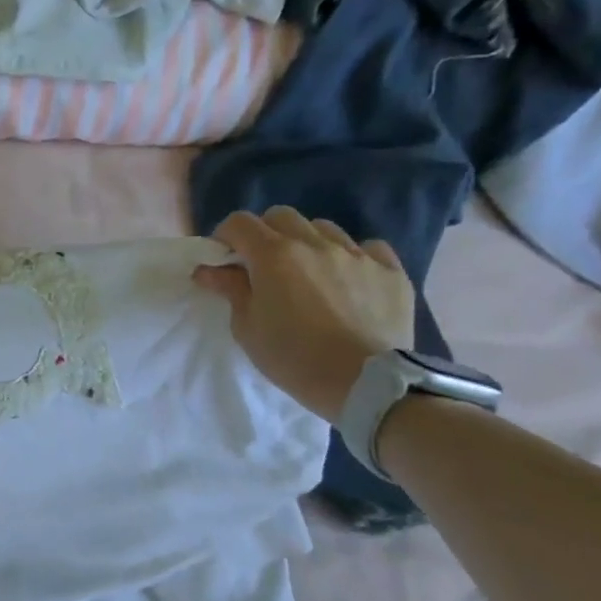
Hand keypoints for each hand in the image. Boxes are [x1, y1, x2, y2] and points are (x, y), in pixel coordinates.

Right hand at [192, 207, 414, 422]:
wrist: (366, 384)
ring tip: (308, 272)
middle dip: (265, 233)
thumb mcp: (247, 328)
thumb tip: (209, 270)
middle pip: (281, 217)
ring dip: (307, 242)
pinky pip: (368, 248)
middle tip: (263, 264)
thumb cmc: (293, 357)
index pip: (239, 223)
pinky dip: (352, 256)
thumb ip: (230, 290)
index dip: (226, 236)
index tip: (224, 259)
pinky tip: (349, 279)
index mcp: (273, 255)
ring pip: (324, 228)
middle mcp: (315, 244)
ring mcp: (357, 255)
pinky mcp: (391, 271)